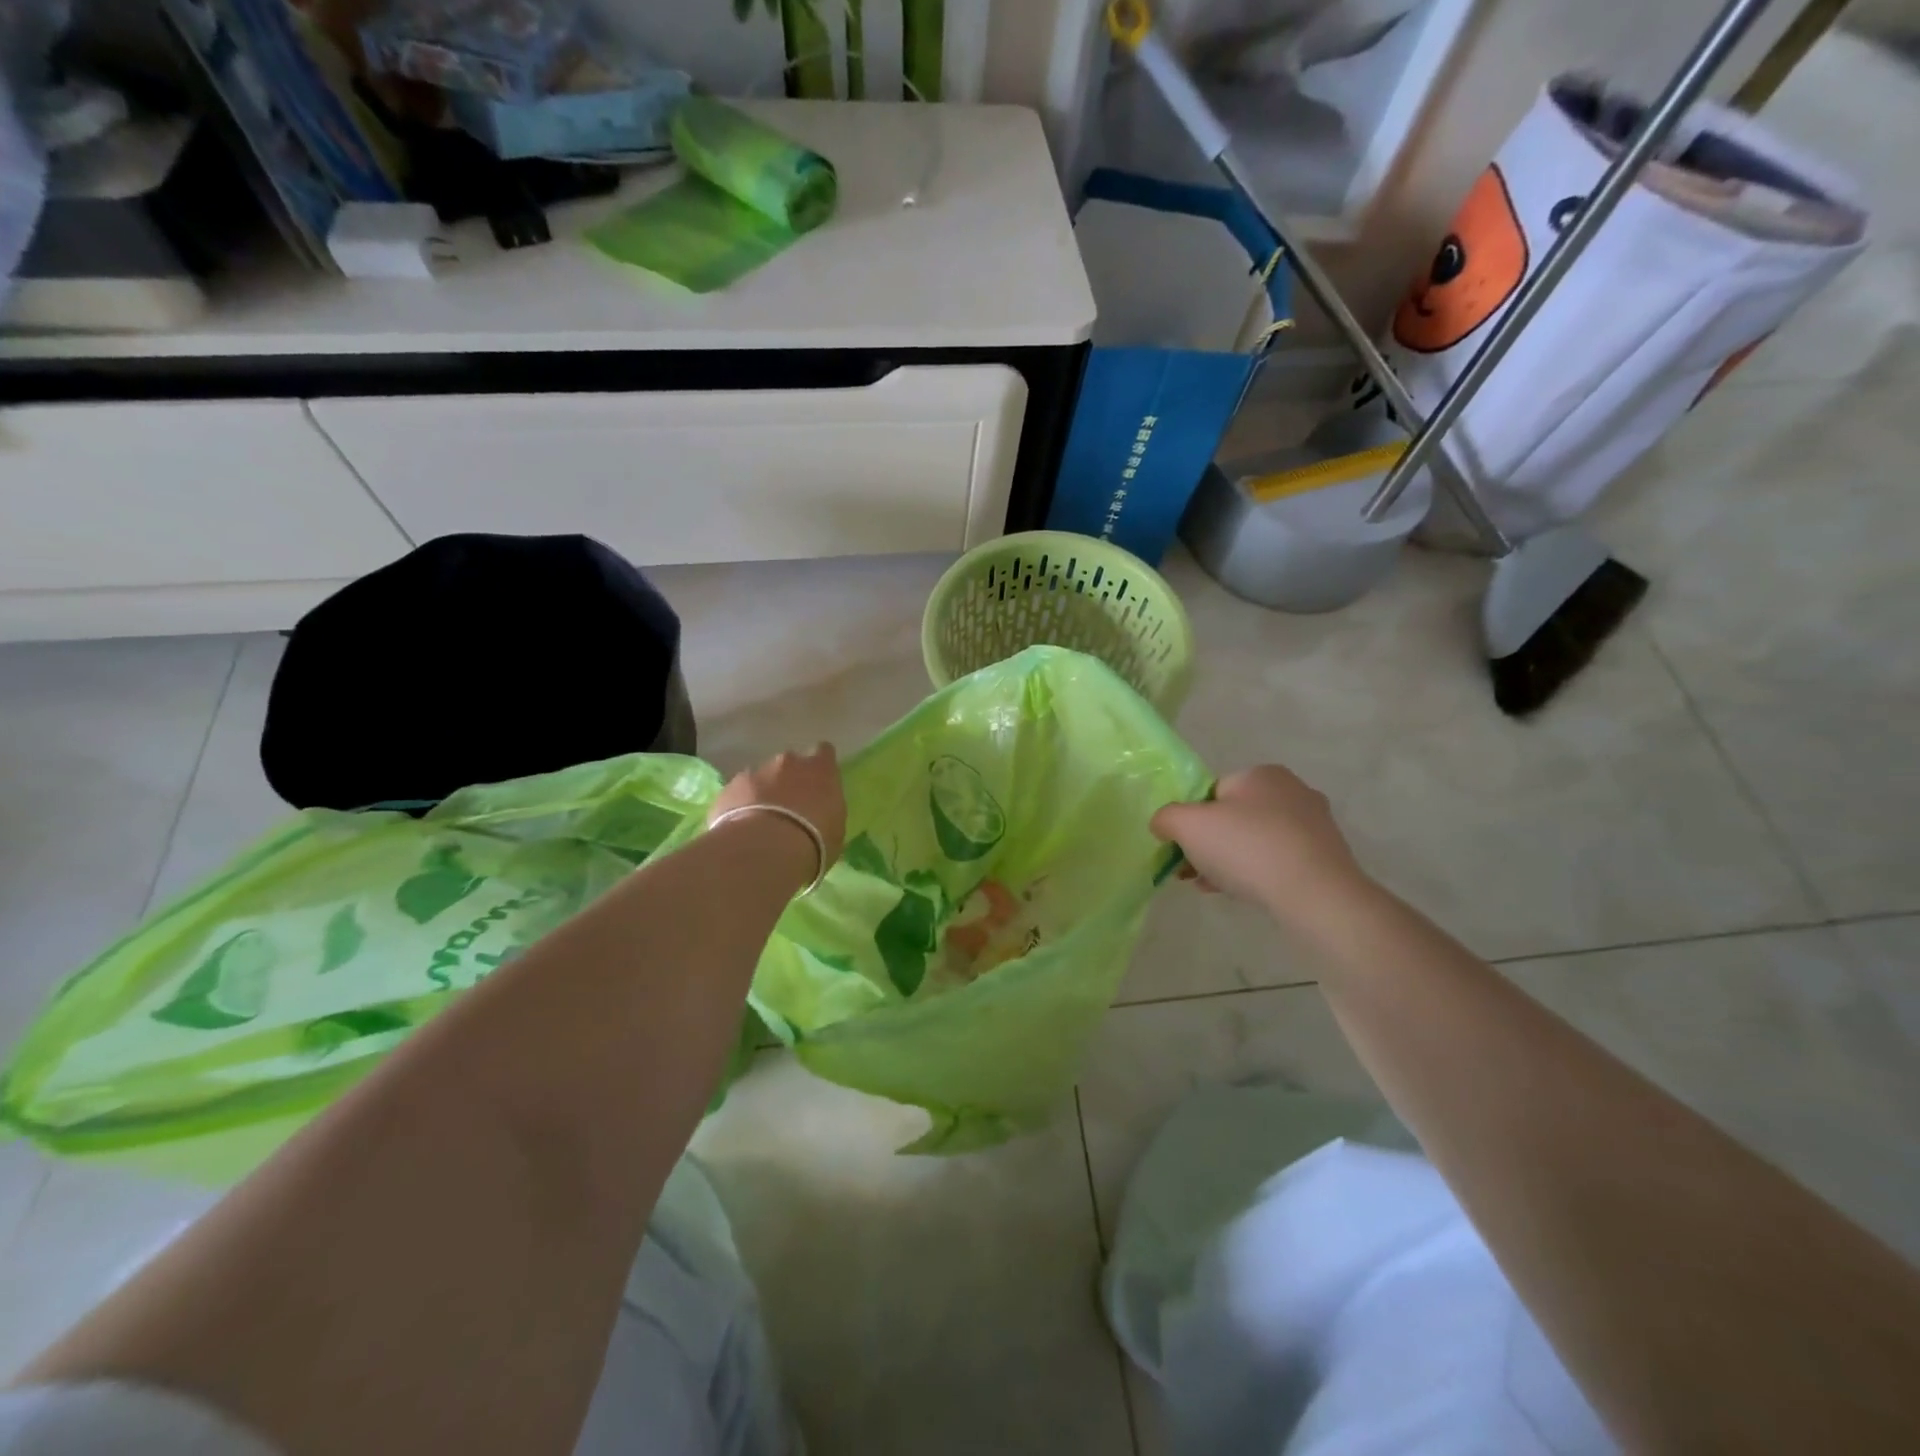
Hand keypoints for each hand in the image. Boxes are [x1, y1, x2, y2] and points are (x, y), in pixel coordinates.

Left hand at [710, 744, 846, 880]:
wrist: (766, 849)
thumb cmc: (814, 841)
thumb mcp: (835, 829)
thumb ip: (827, 811)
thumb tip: (819, 813)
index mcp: (820, 769)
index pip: (824, 753)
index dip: (820, 766)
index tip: (819, 782)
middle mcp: (788, 762)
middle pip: (789, 764)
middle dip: (788, 780)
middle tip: (789, 809)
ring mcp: (755, 772)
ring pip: (760, 778)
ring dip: (762, 794)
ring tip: (762, 824)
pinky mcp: (728, 789)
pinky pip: (737, 795)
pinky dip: (740, 807)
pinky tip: (742, 831)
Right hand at [1151, 765, 1366, 915]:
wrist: (1315, 895)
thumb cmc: (1247, 848)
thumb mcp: (1187, 826)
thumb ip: (1166, 817)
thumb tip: (1164, 824)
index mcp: (1261, 774)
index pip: (1213, 792)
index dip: (1192, 820)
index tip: (1183, 848)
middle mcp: (1293, 790)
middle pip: (1234, 817)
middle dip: (1210, 844)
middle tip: (1193, 871)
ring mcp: (1315, 825)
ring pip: (1255, 841)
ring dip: (1230, 862)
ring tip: (1212, 887)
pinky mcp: (1326, 857)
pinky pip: (1278, 861)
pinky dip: (1258, 874)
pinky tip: (1242, 894)